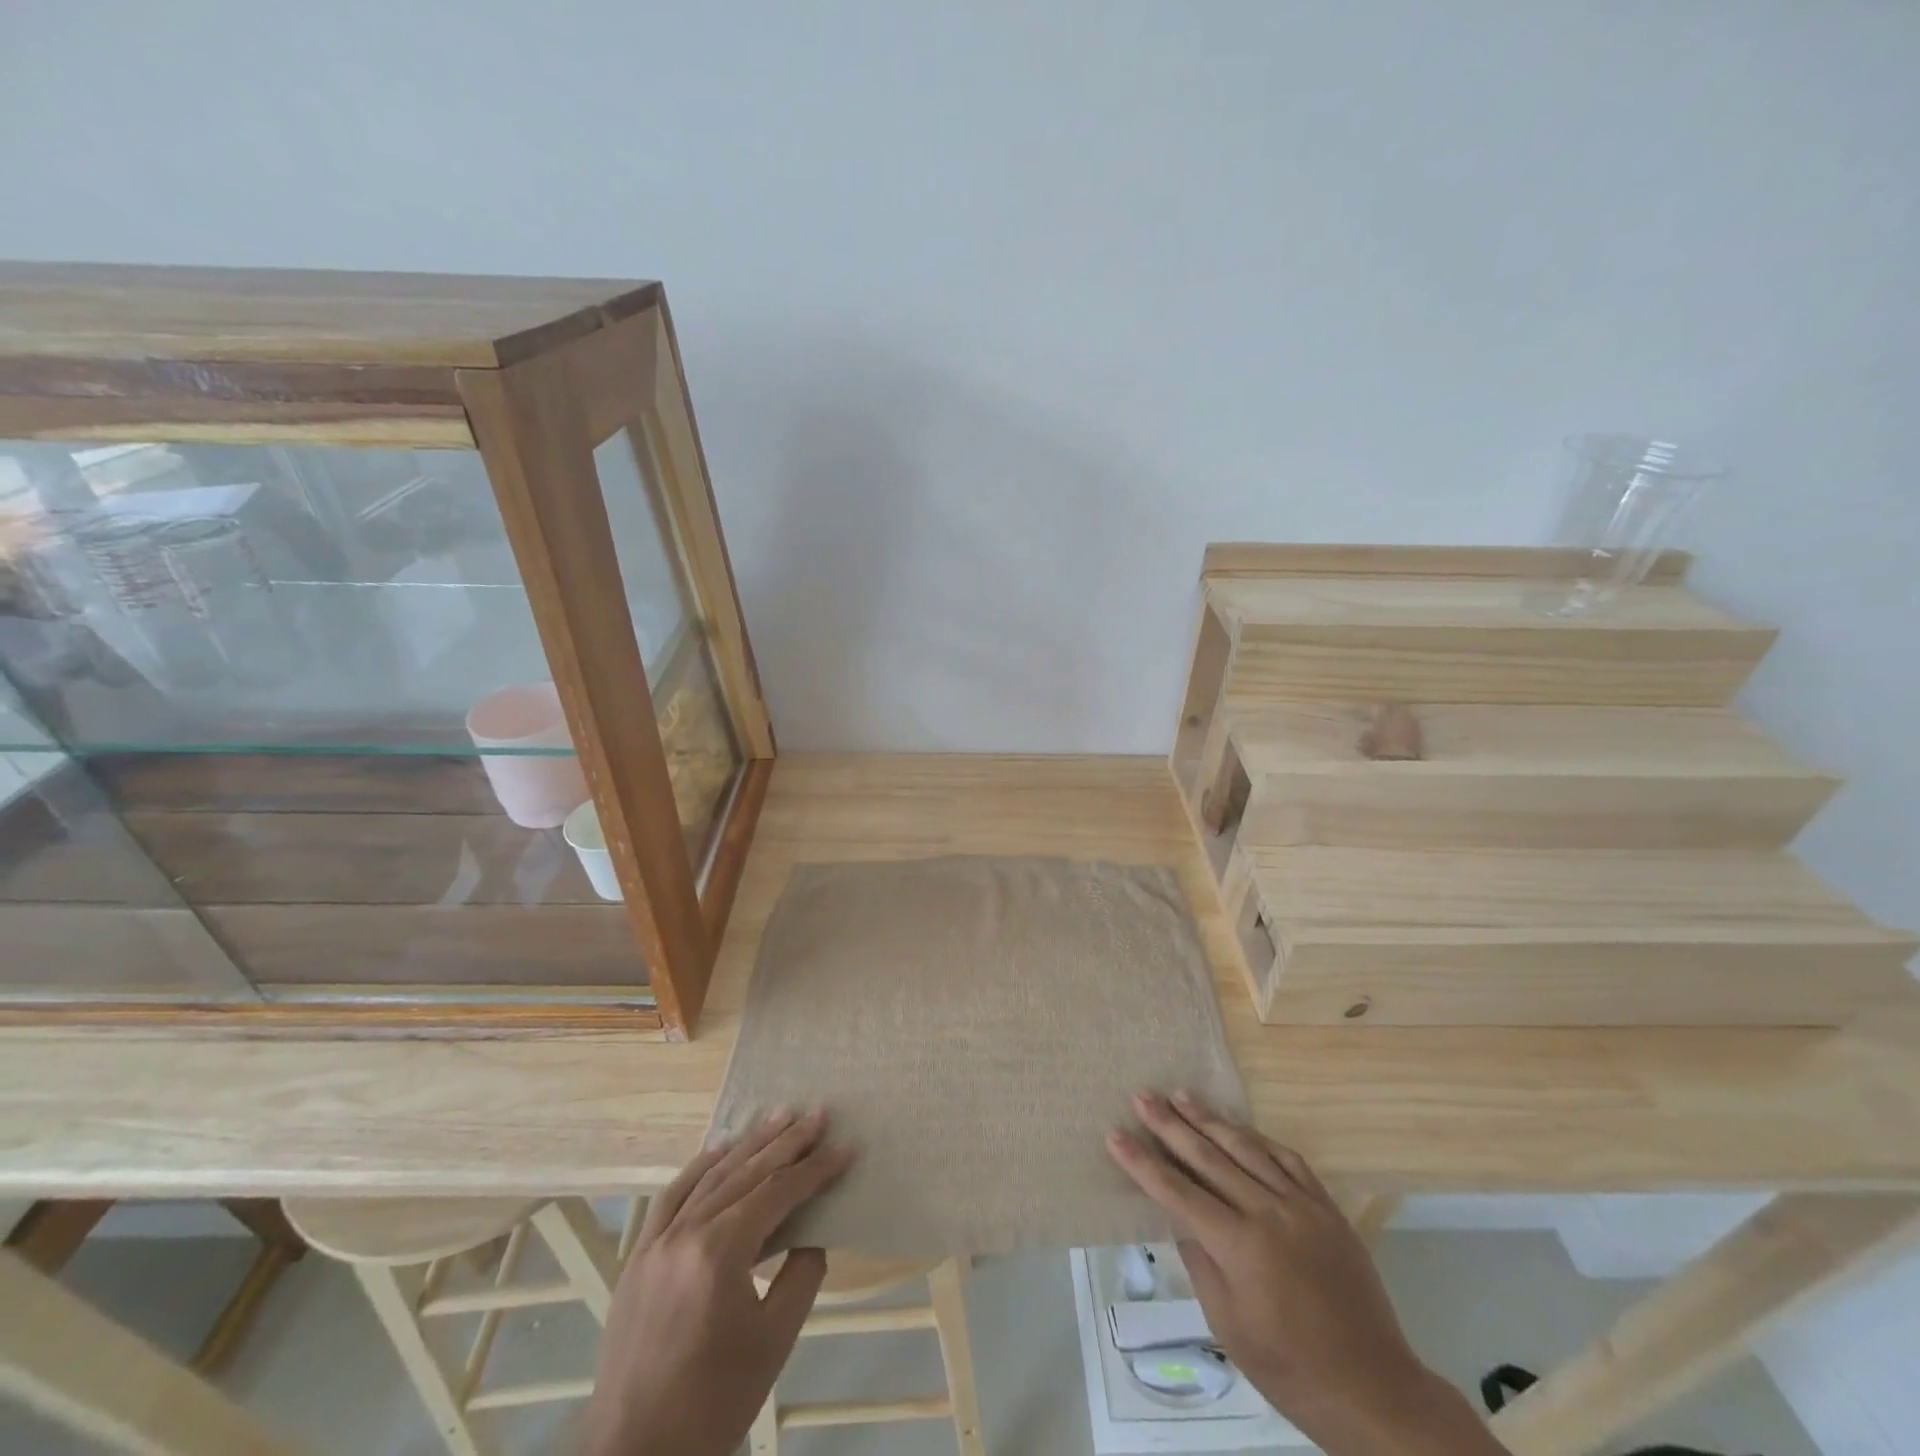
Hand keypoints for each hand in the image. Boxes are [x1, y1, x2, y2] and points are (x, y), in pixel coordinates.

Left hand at [583, 1109, 854, 1455]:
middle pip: (746, 1172)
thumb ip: (801, 1275)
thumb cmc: (713, 1404)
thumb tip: (811, 1233)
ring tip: (780, 1116)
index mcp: (721, 1252)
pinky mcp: (638, 1256)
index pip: (778, 1192)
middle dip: (788, 1141)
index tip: (846, 1147)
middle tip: (819, 1113)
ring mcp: (657, 1241)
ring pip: (711, 1176)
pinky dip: (699, 1168)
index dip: (816, 1169)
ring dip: (749, 1144)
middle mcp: (686, 1232)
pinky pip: (671, 1197)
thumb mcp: (774, 1342)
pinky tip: (719, 1150)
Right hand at [1109, 1091, 1505, 1455]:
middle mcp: (1269, 1213)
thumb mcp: (1228, 1325)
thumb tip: (1178, 1214)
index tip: (1115, 1134)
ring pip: (1246, 1147)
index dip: (1142, 1162)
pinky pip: (1288, 1159)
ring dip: (1209, 1118)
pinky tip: (1240, 1127)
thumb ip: (1200, 1261)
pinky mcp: (1327, 1208)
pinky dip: (1259, 1139)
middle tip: (1142, 1095)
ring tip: (1181, 1094)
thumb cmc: (1290, 1370)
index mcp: (1240, 1247)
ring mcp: (1302, 1205)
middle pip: (1208, 1156)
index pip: (1177, 1192)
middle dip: (1169, 1124)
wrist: (1374, 1391)